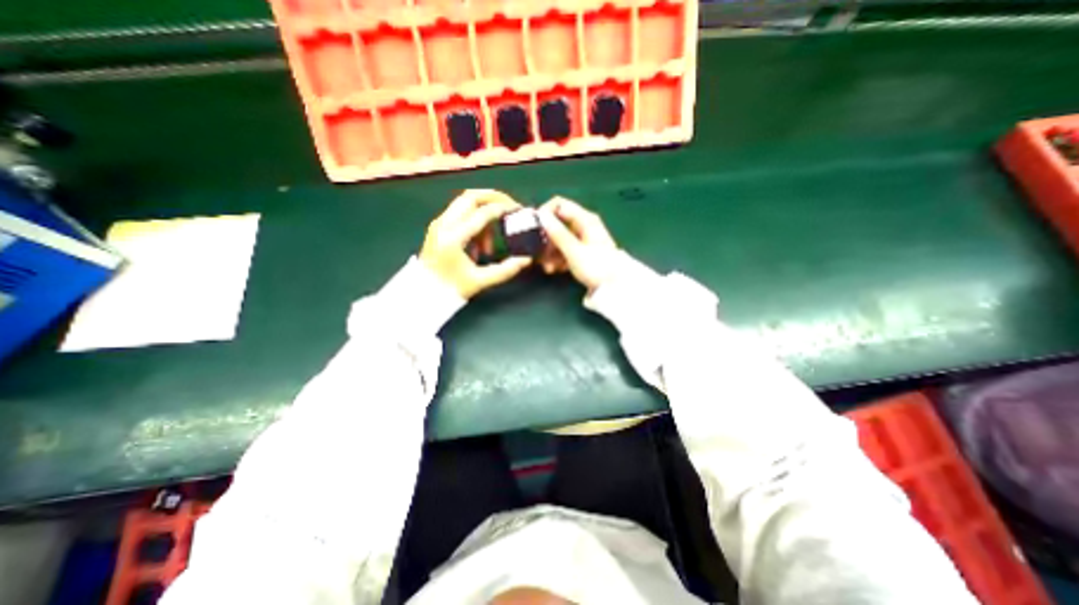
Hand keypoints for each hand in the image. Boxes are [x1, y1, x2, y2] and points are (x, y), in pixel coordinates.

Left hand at [418, 188, 531, 297]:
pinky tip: (479, 244)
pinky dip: (474, 221)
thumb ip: (505, 270)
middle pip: (471, 196)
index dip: (504, 209)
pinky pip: (460, 214)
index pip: (483, 213)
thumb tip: (526, 259)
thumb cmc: (451, 289)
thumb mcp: (480, 281)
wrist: (423, 294)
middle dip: (493, 198)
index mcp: (454, 237)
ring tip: (491, 242)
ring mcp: (439, 223)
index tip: (518, 211)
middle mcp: (444, 224)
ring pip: (465, 203)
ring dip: (483, 213)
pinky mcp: (438, 227)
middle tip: (509, 207)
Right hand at [534, 197, 619, 292]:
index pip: (559, 204)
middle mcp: (584, 225)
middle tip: (540, 255)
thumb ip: (557, 233)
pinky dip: (558, 258)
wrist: (614, 288)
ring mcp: (583, 238)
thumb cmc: (596, 267)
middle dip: (546, 239)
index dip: (544, 214)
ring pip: (559, 238)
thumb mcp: (574, 251)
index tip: (534, 229)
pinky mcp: (582, 251)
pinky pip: (565, 249)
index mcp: (585, 219)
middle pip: (557, 223)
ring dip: (550, 252)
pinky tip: (556, 269)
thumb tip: (541, 214)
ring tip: (549, 268)